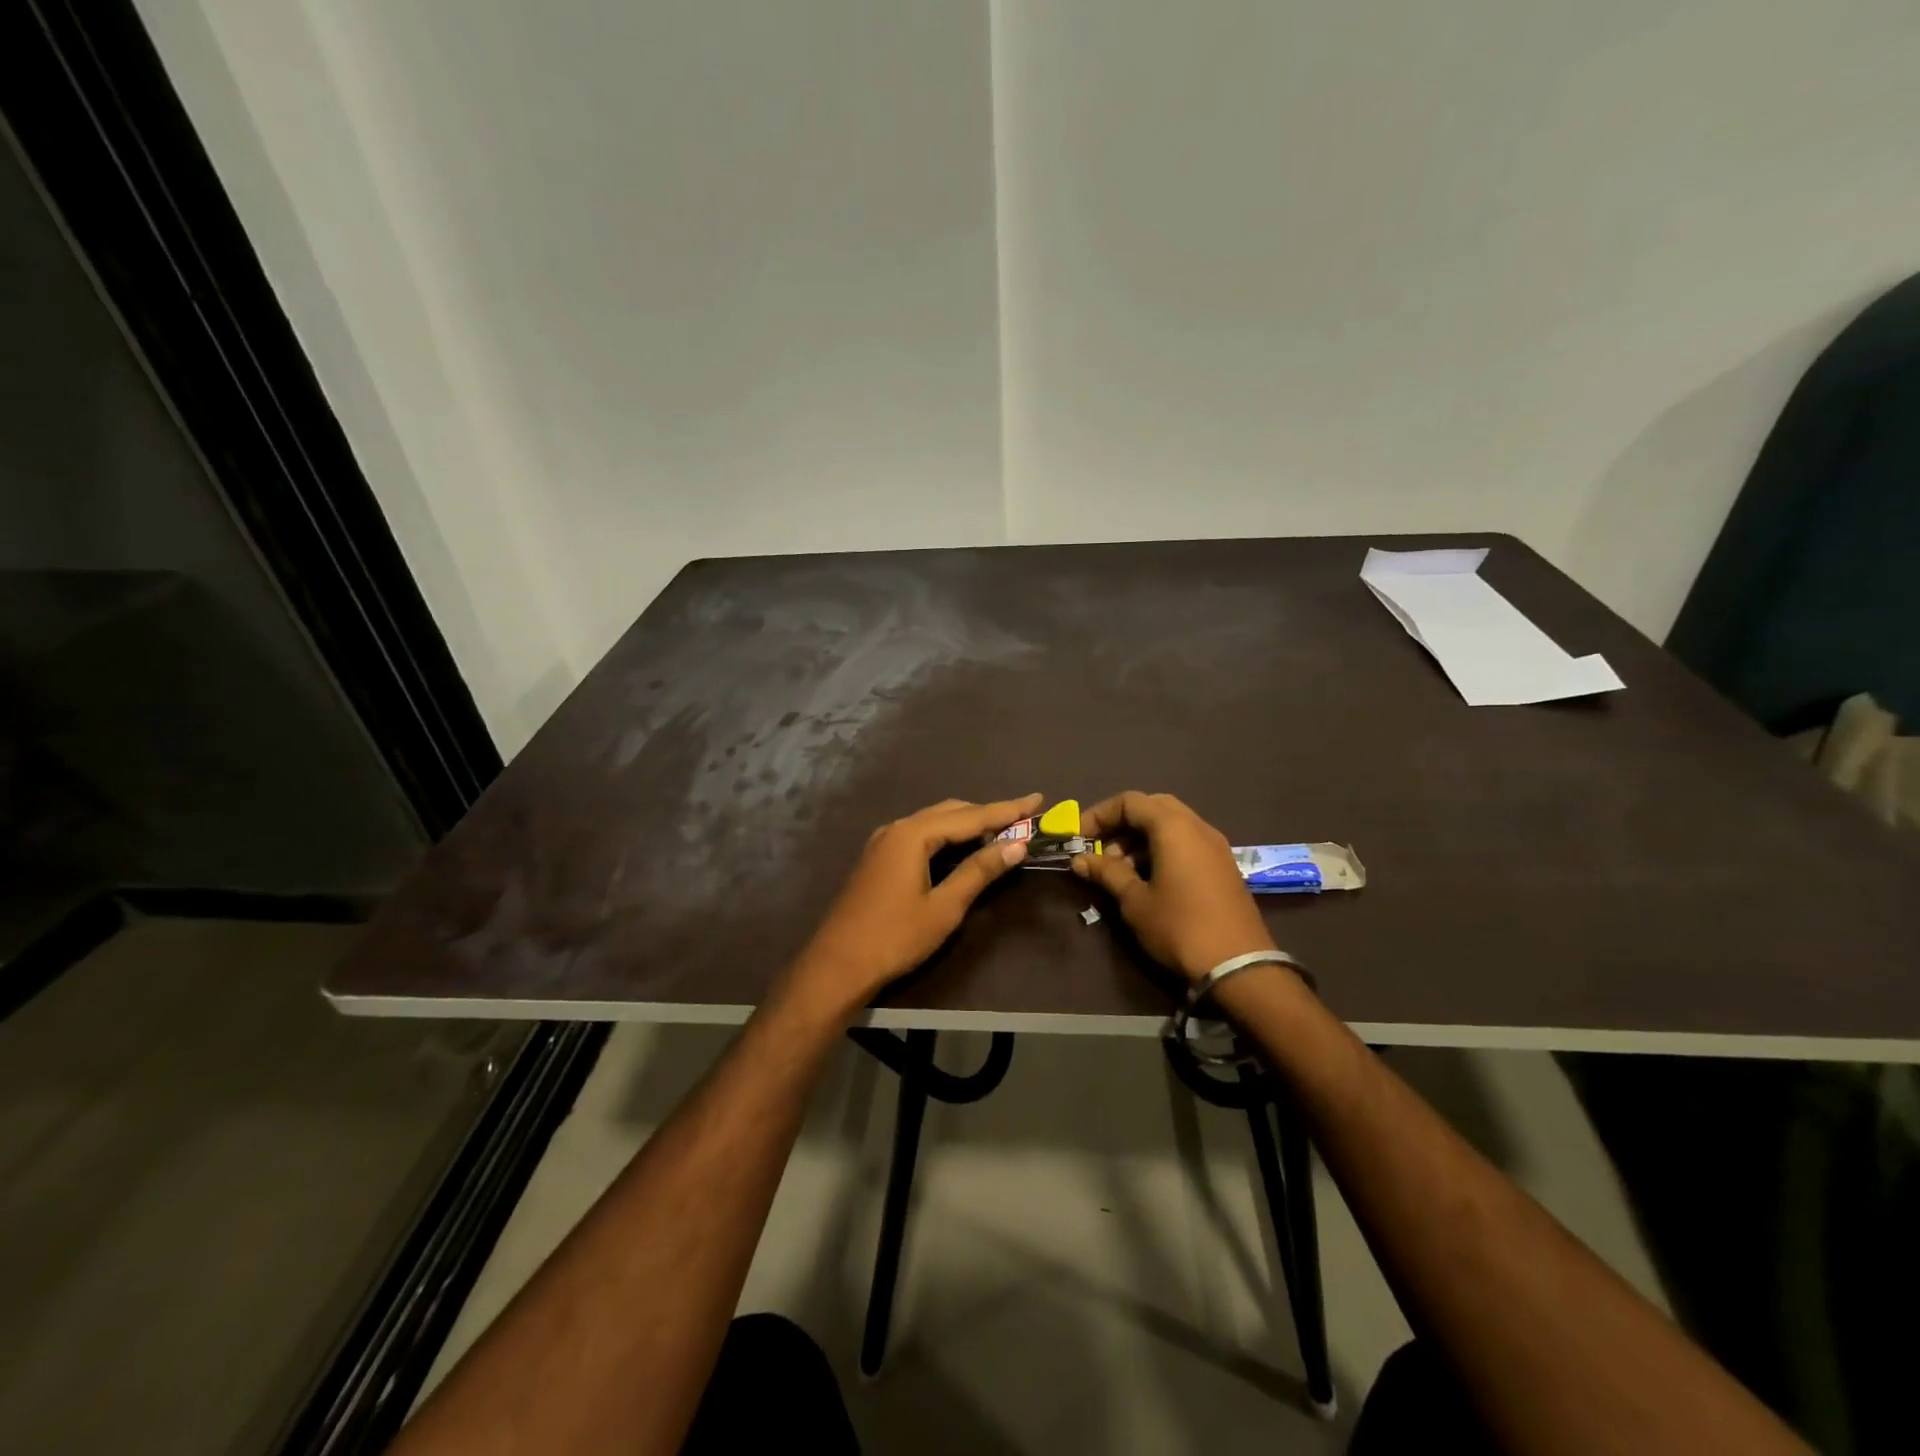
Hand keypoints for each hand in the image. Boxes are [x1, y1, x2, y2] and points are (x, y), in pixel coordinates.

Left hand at [789, 793, 1041, 1013]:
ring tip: (1002, 830)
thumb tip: (1016, 844)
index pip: (971, 816)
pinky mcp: (878, 857)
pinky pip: (920, 834)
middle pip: (951, 811)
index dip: (1007, 809)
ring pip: (934, 821)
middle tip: (1024, 817)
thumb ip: (980, 871)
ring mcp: (884, 841)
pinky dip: (947, 835)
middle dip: (988, 813)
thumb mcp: (944, 907)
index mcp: (913, 834)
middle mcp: (897, 827)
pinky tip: (963, 847)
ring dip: (968, 823)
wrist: (837, 965)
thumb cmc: (895, 937)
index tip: (1037, 799)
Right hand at [1071, 791, 1273, 982]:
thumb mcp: (1135, 901)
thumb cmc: (1180, 927)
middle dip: (1121, 824)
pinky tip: (1147, 879)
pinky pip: (1186, 842)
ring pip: (1170, 825)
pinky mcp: (1222, 866)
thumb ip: (1107, 873)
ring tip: (1119, 871)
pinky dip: (1161, 849)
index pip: (1130, 801)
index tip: (1079, 838)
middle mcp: (1197, 827)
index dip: (1099, 815)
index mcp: (1174, 828)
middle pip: (1152, 807)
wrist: (1239, 967)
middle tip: (1100, 849)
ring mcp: (1215, 846)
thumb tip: (1080, 859)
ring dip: (1140, 838)